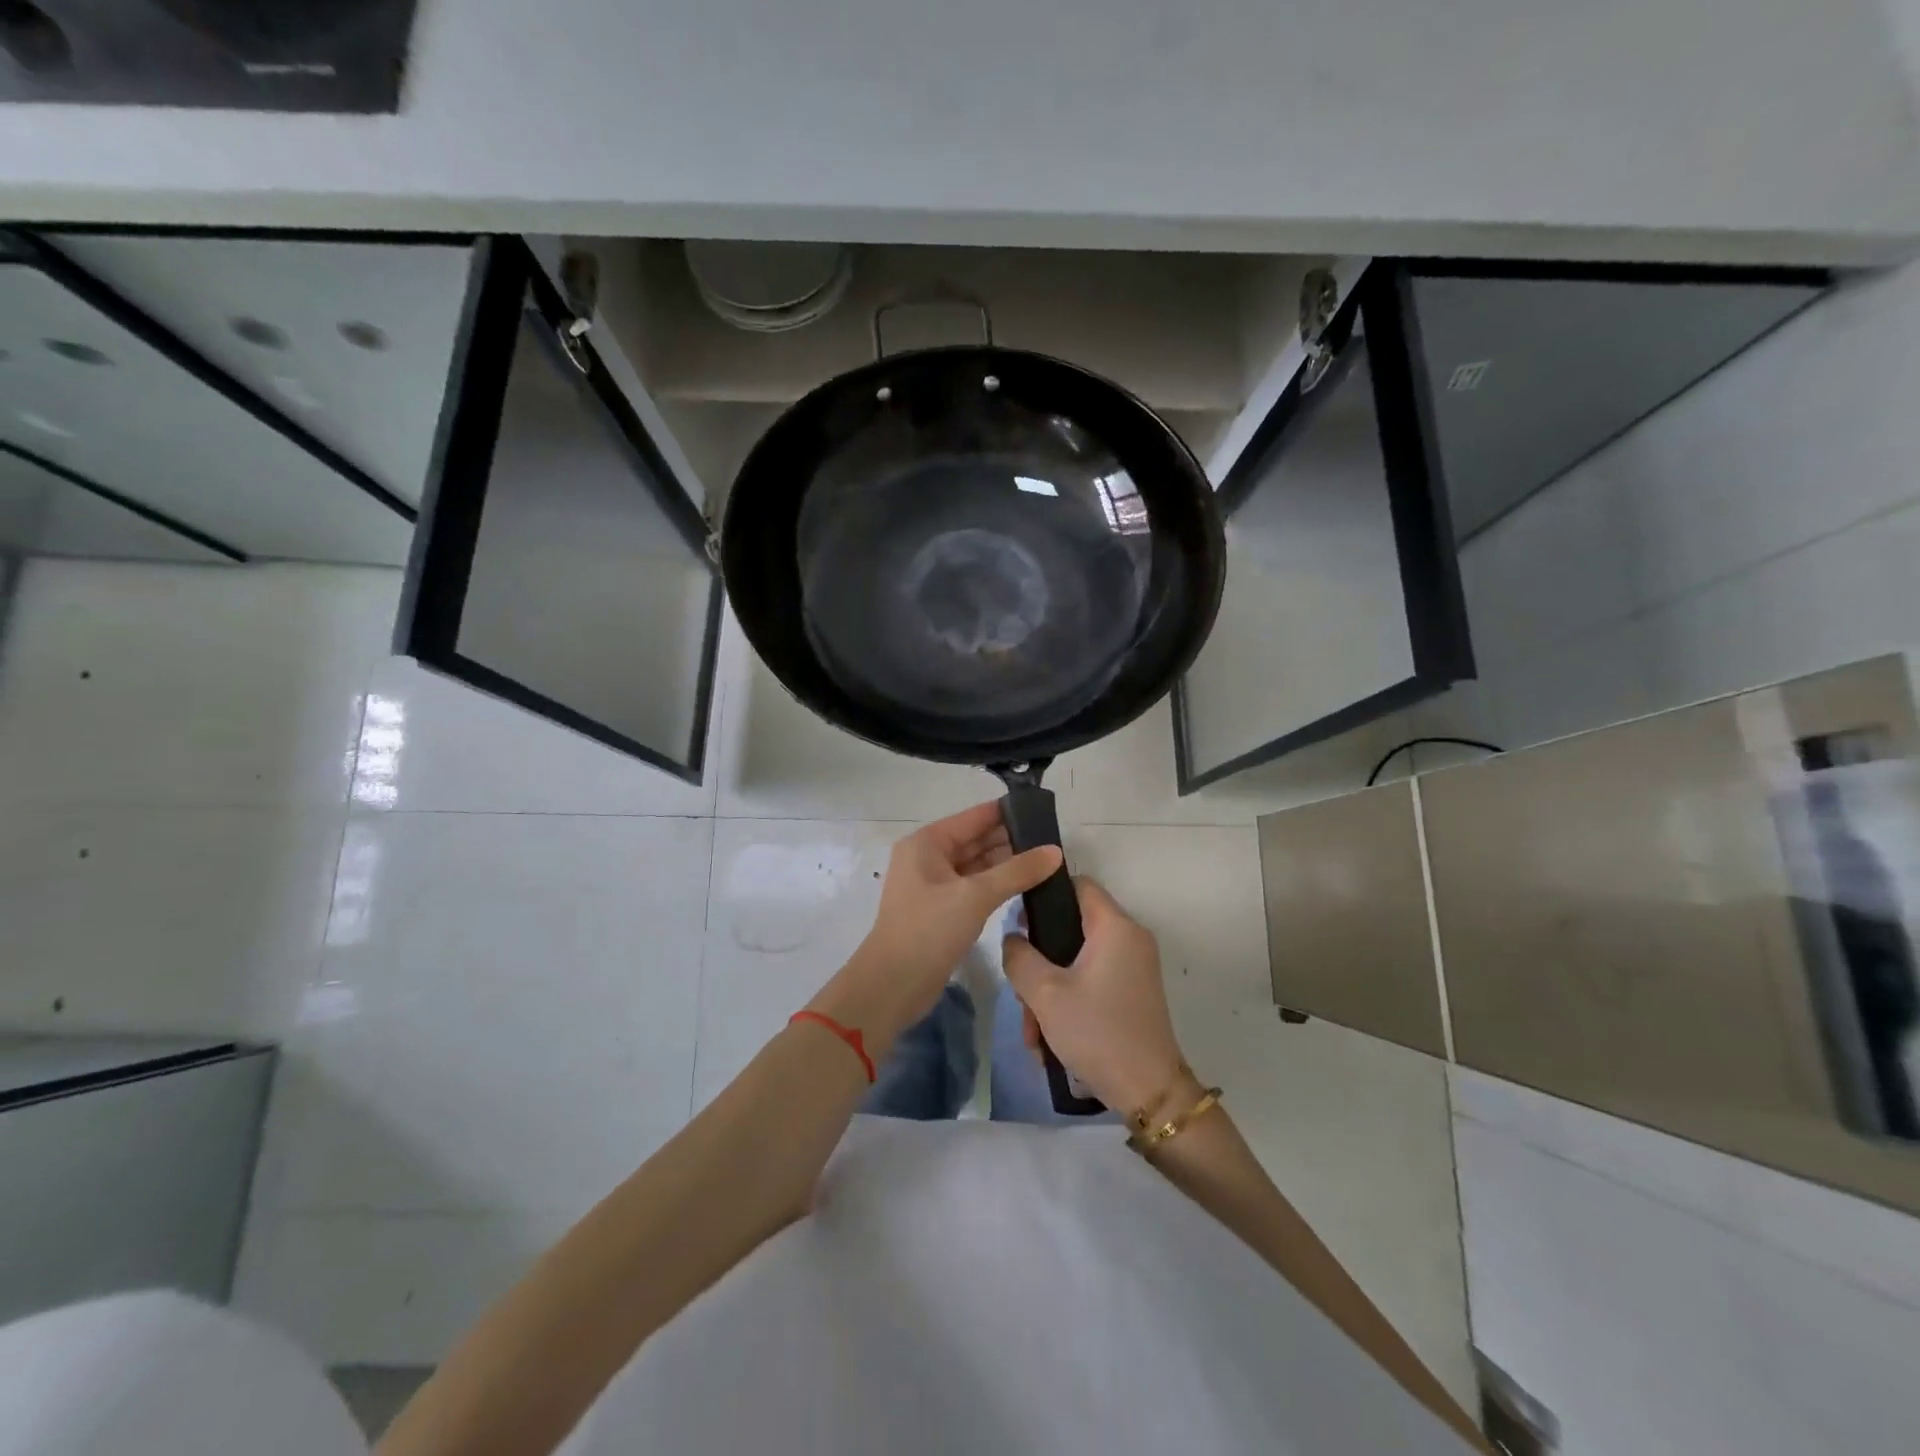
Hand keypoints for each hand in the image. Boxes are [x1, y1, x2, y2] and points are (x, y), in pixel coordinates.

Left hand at [814, 802, 1061, 1048]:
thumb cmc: (929, 930)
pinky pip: (973, 887)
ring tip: (1047, 862)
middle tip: (1054, 841)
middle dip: (1011, 840)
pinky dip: (996, 885)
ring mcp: (933, 885)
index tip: (1044, 811)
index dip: (1007, 812)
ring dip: (1007, 864)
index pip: (974, 817)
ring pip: (976, 865)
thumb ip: (1017, 871)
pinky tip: (1025, 886)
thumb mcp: (976, 896)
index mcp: (927, 843)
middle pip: (975, 840)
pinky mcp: (940, 910)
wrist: (893, 985)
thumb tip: (1056, 851)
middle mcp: (928, 857)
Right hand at [1002, 877, 1188, 1113]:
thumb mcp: (1044, 993)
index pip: (1078, 884)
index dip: (1045, 895)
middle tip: (1020, 990)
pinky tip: (1049, 1038)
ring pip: (1077, 960)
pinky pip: (1091, 980)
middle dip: (1040, 960)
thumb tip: (1013, 938)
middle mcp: (1130, 938)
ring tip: (1032, 1031)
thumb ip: (1019, 956)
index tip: (1018, 921)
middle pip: (1073, 927)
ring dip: (1049, 990)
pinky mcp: (1132, 991)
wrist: (1150, 1092)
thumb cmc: (1097, 1031)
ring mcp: (1133, 966)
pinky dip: (1068, 1001)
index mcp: (1115, 927)